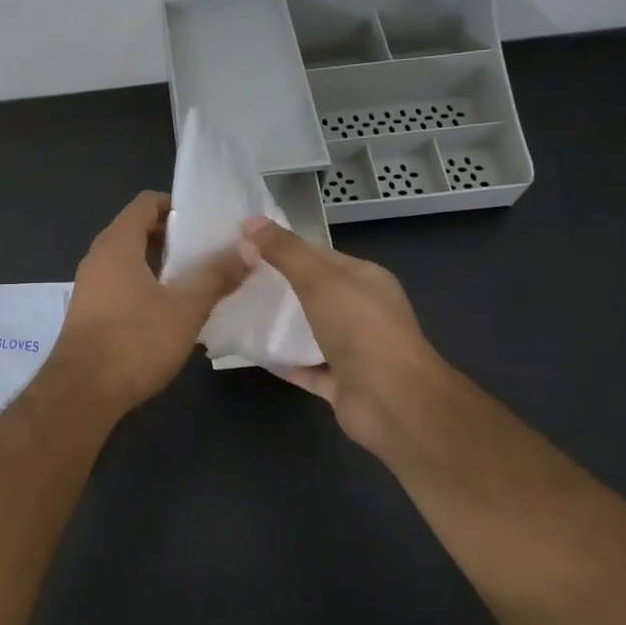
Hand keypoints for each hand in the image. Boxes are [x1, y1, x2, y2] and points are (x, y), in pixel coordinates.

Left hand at [52, 191, 248, 408]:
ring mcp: (91, 285)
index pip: (147, 202)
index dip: (178, 206)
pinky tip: (173, 310)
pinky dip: (148, 286)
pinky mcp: (91, 311)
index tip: (208, 222)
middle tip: (211, 251)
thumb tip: (248, 249)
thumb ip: (216, 276)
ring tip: (199, 280)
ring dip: (163, 265)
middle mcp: (99, 256)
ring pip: (131, 259)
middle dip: (175, 237)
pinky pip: (123, 283)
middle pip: (139, 229)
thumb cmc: (134, 341)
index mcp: (118, 243)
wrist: (81, 393)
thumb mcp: (185, 308)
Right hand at [241, 216, 460, 462]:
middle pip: (311, 292)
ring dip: (276, 323)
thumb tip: (250, 221)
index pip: (318, 255)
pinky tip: (249, 349)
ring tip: (234, 310)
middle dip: (275, 285)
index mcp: (364, 279)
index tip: (243, 246)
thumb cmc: (360, 329)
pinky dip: (280, 358)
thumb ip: (284, 251)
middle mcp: (361, 311)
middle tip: (232, 278)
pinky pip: (303, 365)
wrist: (393, 403)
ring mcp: (352, 349)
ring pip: (307, 330)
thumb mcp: (318, 279)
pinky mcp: (339, 383)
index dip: (282, 248)